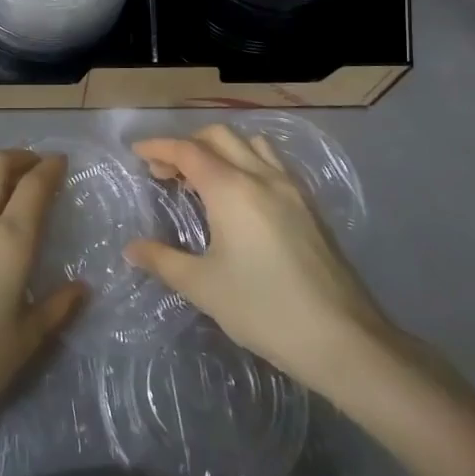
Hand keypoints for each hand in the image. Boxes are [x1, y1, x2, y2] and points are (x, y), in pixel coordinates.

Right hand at [125, 126, 394, 393]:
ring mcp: (291, 189)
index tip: (137, 152)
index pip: (187, 150)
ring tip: (203, 179)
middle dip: (187, 144)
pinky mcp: (310, 207)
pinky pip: (272, 164)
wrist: (342, 338)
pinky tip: (240, 198)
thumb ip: (163, 260)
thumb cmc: (263, 308)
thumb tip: (132, 249)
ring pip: (250, 144)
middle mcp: (261, 176)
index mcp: (231, 188)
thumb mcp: (203, 287)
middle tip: (165, 172)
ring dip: (220, 149)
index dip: (159, 146)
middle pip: (219, 137)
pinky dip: (246, 162)